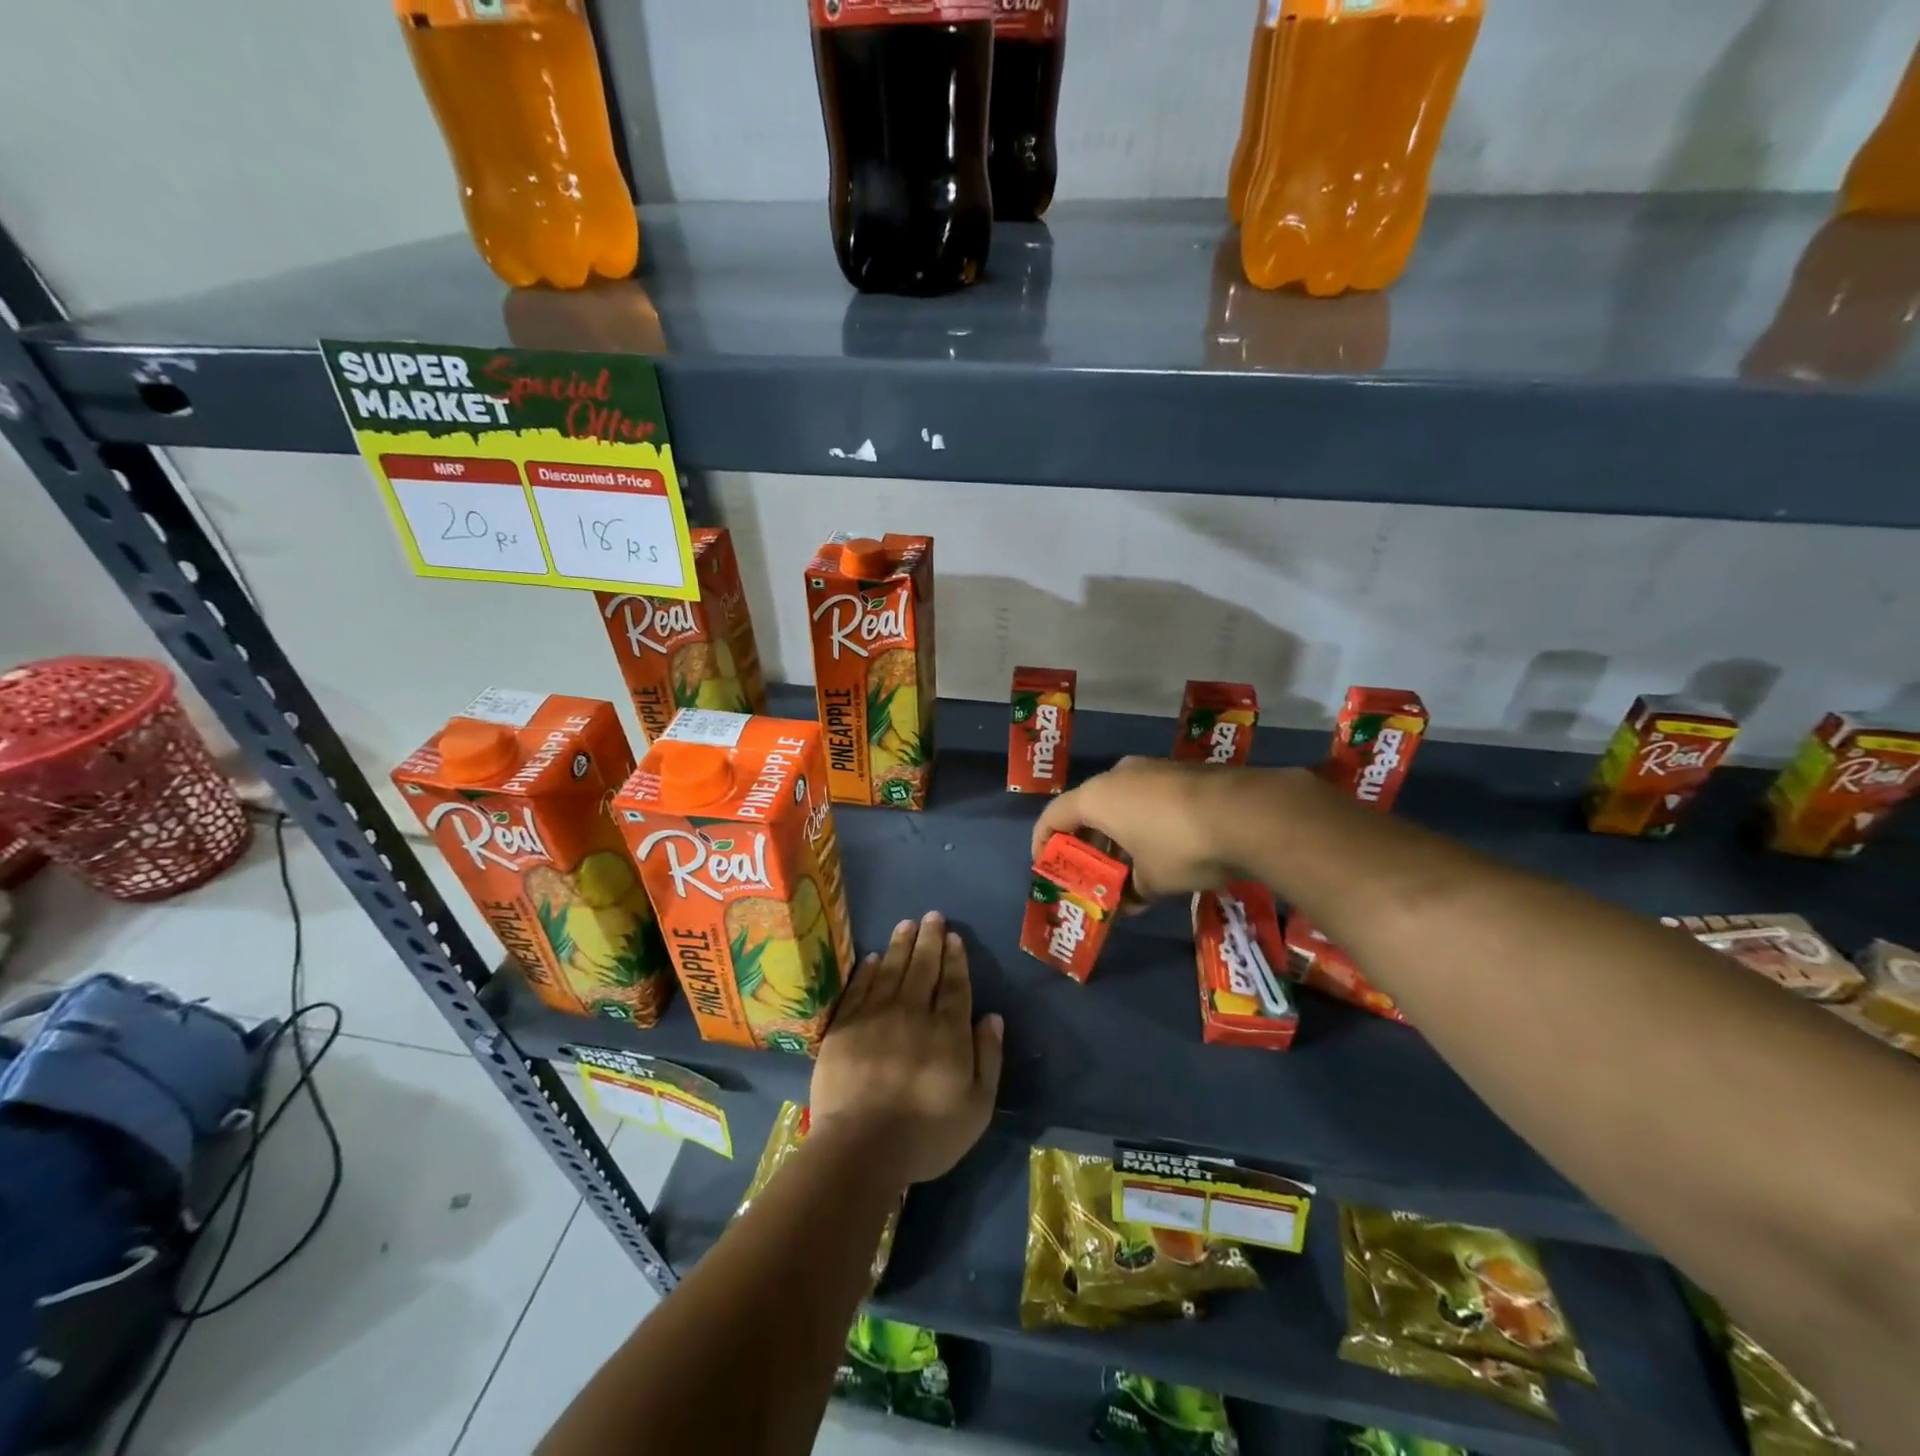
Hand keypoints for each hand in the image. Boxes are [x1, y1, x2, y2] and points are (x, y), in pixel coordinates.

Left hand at [810, 912, 1002, 1187]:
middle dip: (930, 940)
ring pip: (891, 970)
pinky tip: (872, 957)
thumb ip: (988, 1058)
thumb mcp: (977, 1107)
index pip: (954, 985)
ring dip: (900, 945)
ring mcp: (875, 1017)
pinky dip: (867, 970)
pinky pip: (858, 989)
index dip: (955, 959)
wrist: (861, 1149)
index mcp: (947, 1031)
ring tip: (907, 924)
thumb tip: (992, 1017)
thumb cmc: (926, 1135)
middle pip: (923, 968)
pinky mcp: (844, 1028)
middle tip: (932, 916)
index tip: (954, 937)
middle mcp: (912, 1013)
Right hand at [1032, 756, 1270, 899]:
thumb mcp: (1151, 880)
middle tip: (1091, 873)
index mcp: (1097, 797)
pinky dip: (1146, 824)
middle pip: (1088, 809)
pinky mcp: (1184, 772)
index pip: (1052, 816)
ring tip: (1129, 868)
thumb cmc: (1180, 847)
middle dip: (1087, 843)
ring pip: (1122, 803)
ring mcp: (1154, 769)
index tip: (1046, 867)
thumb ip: (1131, 890)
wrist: (1249, 814)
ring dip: (1119, 835)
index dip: (1043, 843)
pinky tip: (1164, 850)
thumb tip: (1128, 902)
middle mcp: (1119, 775)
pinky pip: (1151, 799)